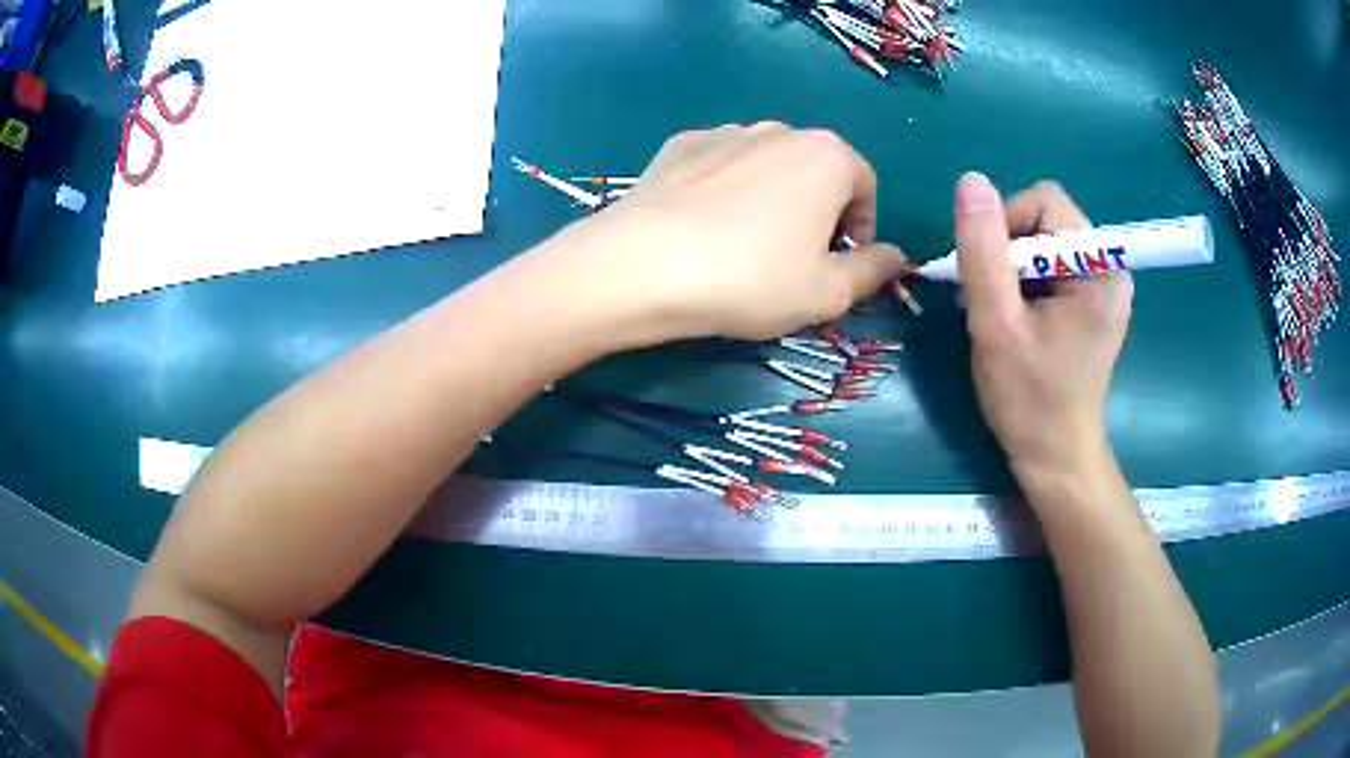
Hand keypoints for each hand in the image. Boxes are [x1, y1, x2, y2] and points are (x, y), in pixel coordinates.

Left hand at [525, 123, 907, 342]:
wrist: (642, 266)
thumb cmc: (752, 279)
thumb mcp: (828, 292)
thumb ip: (874, 270)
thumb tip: (899, 257)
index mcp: (827, 155)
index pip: (865, 184)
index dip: (861, 227)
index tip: (841, 261)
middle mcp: (779, 130)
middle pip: (816, 170)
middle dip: (819, 210)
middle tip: (796, 258)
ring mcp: (724, 132)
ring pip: (767, 165)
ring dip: (772, 197)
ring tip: (747, 243)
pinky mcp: (679, 145)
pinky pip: (721, 164)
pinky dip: (726, 188)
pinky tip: (704, 225)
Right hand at [954, 174, 1132, 483]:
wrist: (1056, 458)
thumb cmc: (1030, 400)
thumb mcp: (996, 324)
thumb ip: (982, 250)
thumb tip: (970, 180)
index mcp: (1098, 268)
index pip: (1044, 201)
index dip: (1005, 223)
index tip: (984, 272)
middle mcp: (1108, 267)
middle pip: (1045, 218)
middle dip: (1006, 249)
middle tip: (985, 297)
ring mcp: (1102, 285)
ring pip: (1043, 241)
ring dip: (1010, 267)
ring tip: (994, 311)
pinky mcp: (1092, 302)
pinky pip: (1050, 266)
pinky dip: (1023, 282)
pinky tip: (1011, 316)